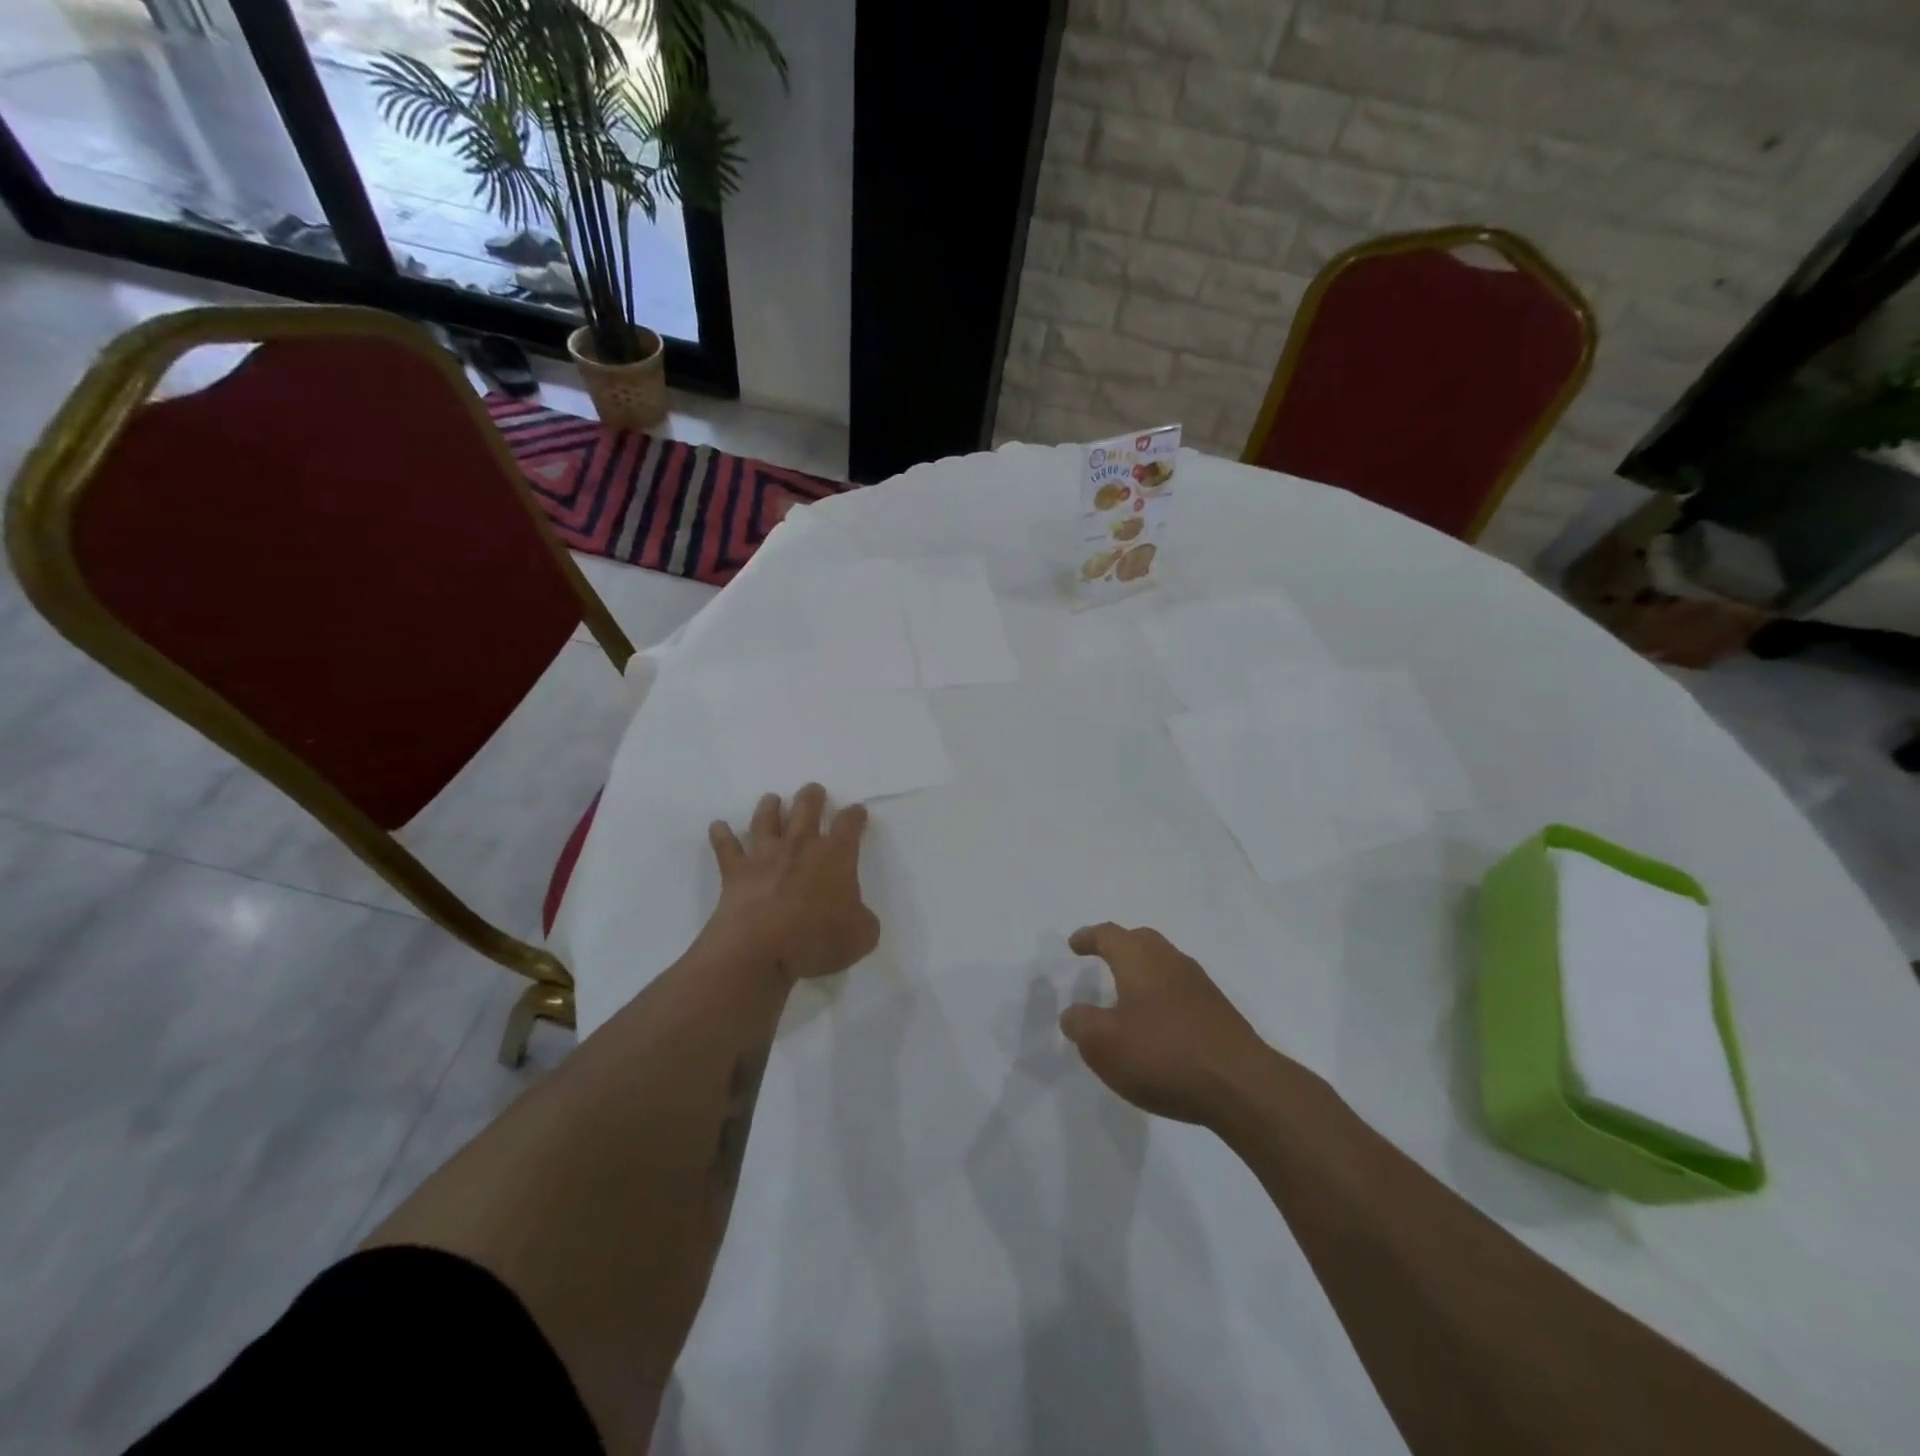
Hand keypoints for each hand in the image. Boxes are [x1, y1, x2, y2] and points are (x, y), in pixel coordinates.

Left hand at [706, 784, 879, 983]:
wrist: (759, 948)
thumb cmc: (816, 939)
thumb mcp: (861, 936)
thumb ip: (864, 921)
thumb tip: (859, 917)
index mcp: (835, 857)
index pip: (848, 826)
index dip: (854, 816)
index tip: (857, 810)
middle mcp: (800, 846)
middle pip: (806, 809)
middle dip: (812, 797)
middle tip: (813, 790)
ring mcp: (765, 856)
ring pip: (766, 821)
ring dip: (770, 807)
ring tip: (772, 799)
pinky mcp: (736, 872)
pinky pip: (726, 847)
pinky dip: (721, 835)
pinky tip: (717, 825)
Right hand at [1060, 923, 1271, 1126]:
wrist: (1241, 1085)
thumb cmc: (1163, 1055)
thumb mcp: (1104, 1045)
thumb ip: (1081, 1024)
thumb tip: (1073, 1014)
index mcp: (1139, 960)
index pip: (1109, 935)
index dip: (1088, 938)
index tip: (1075, 945)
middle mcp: (1170, 961)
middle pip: (1141, 940)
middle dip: (1119, 946)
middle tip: (1101, 958)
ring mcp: (1199, 985)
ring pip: (1164, 963)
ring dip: (1143, 970)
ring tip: (1127, 993)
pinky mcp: (1218, 1011)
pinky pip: (1180, 988)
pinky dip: (1162, 994)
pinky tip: (1158, 1022)